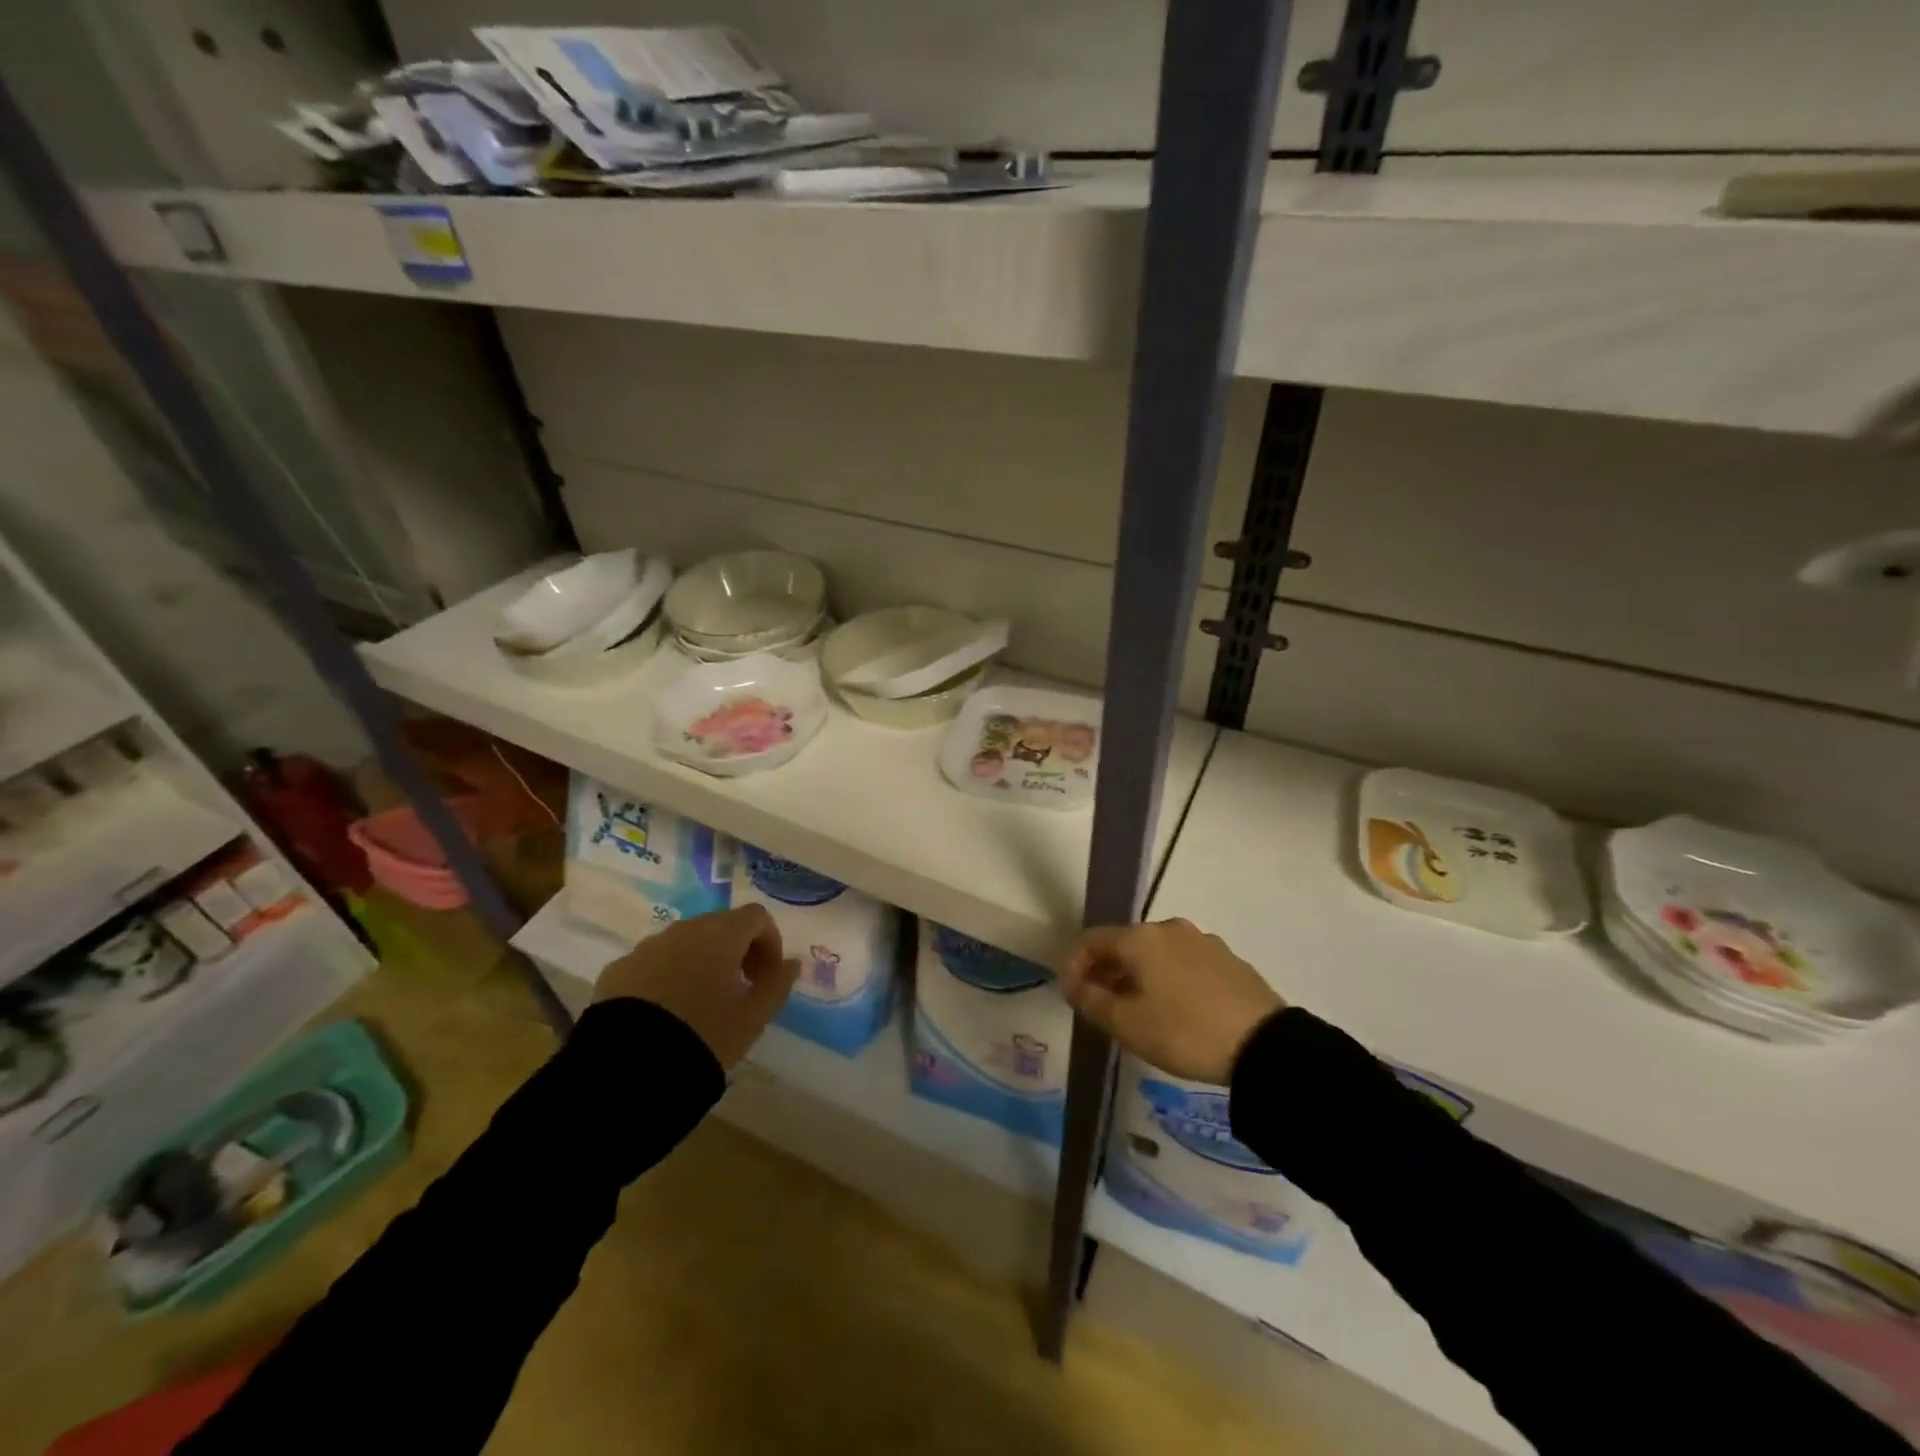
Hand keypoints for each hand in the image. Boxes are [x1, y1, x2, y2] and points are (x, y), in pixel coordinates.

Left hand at [593, 905, 797, 1069]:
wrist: (628, 1067)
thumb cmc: (703, 1036)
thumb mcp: (752, 1018)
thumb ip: (777, 985)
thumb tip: (791, 964)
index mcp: (721, 935)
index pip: (756, 917)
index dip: (769, 942)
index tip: (767, 976)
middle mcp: (683, 930)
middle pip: (719, 925)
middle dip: (736, 949)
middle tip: (740, 987)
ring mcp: (647, 947)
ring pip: (684, 942)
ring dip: (700, 960)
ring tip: (700, 1002)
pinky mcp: (618, 969)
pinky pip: (653, 962)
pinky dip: (667, 975)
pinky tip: (665, 1012)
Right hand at [1058, 918, 1284, 1083]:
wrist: (1264, 1045)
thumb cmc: (1184, 1031)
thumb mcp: (1128, 1024)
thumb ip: (1092, 1001)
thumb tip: (1072, 984)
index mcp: (1141, 938)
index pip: (1092, 939)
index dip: (1074, 963)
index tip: (1069, 993)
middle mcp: (1170, 928)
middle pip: (1125, 943)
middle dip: (1106, 969)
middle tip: (1099, 1002)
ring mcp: (1203, 941)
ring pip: (1156, 952)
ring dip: (1138, 974)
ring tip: (1136, 1008)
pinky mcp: (1228, 959)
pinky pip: (1184, 962)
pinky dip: (1167, 977)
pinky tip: (1173, 1007)